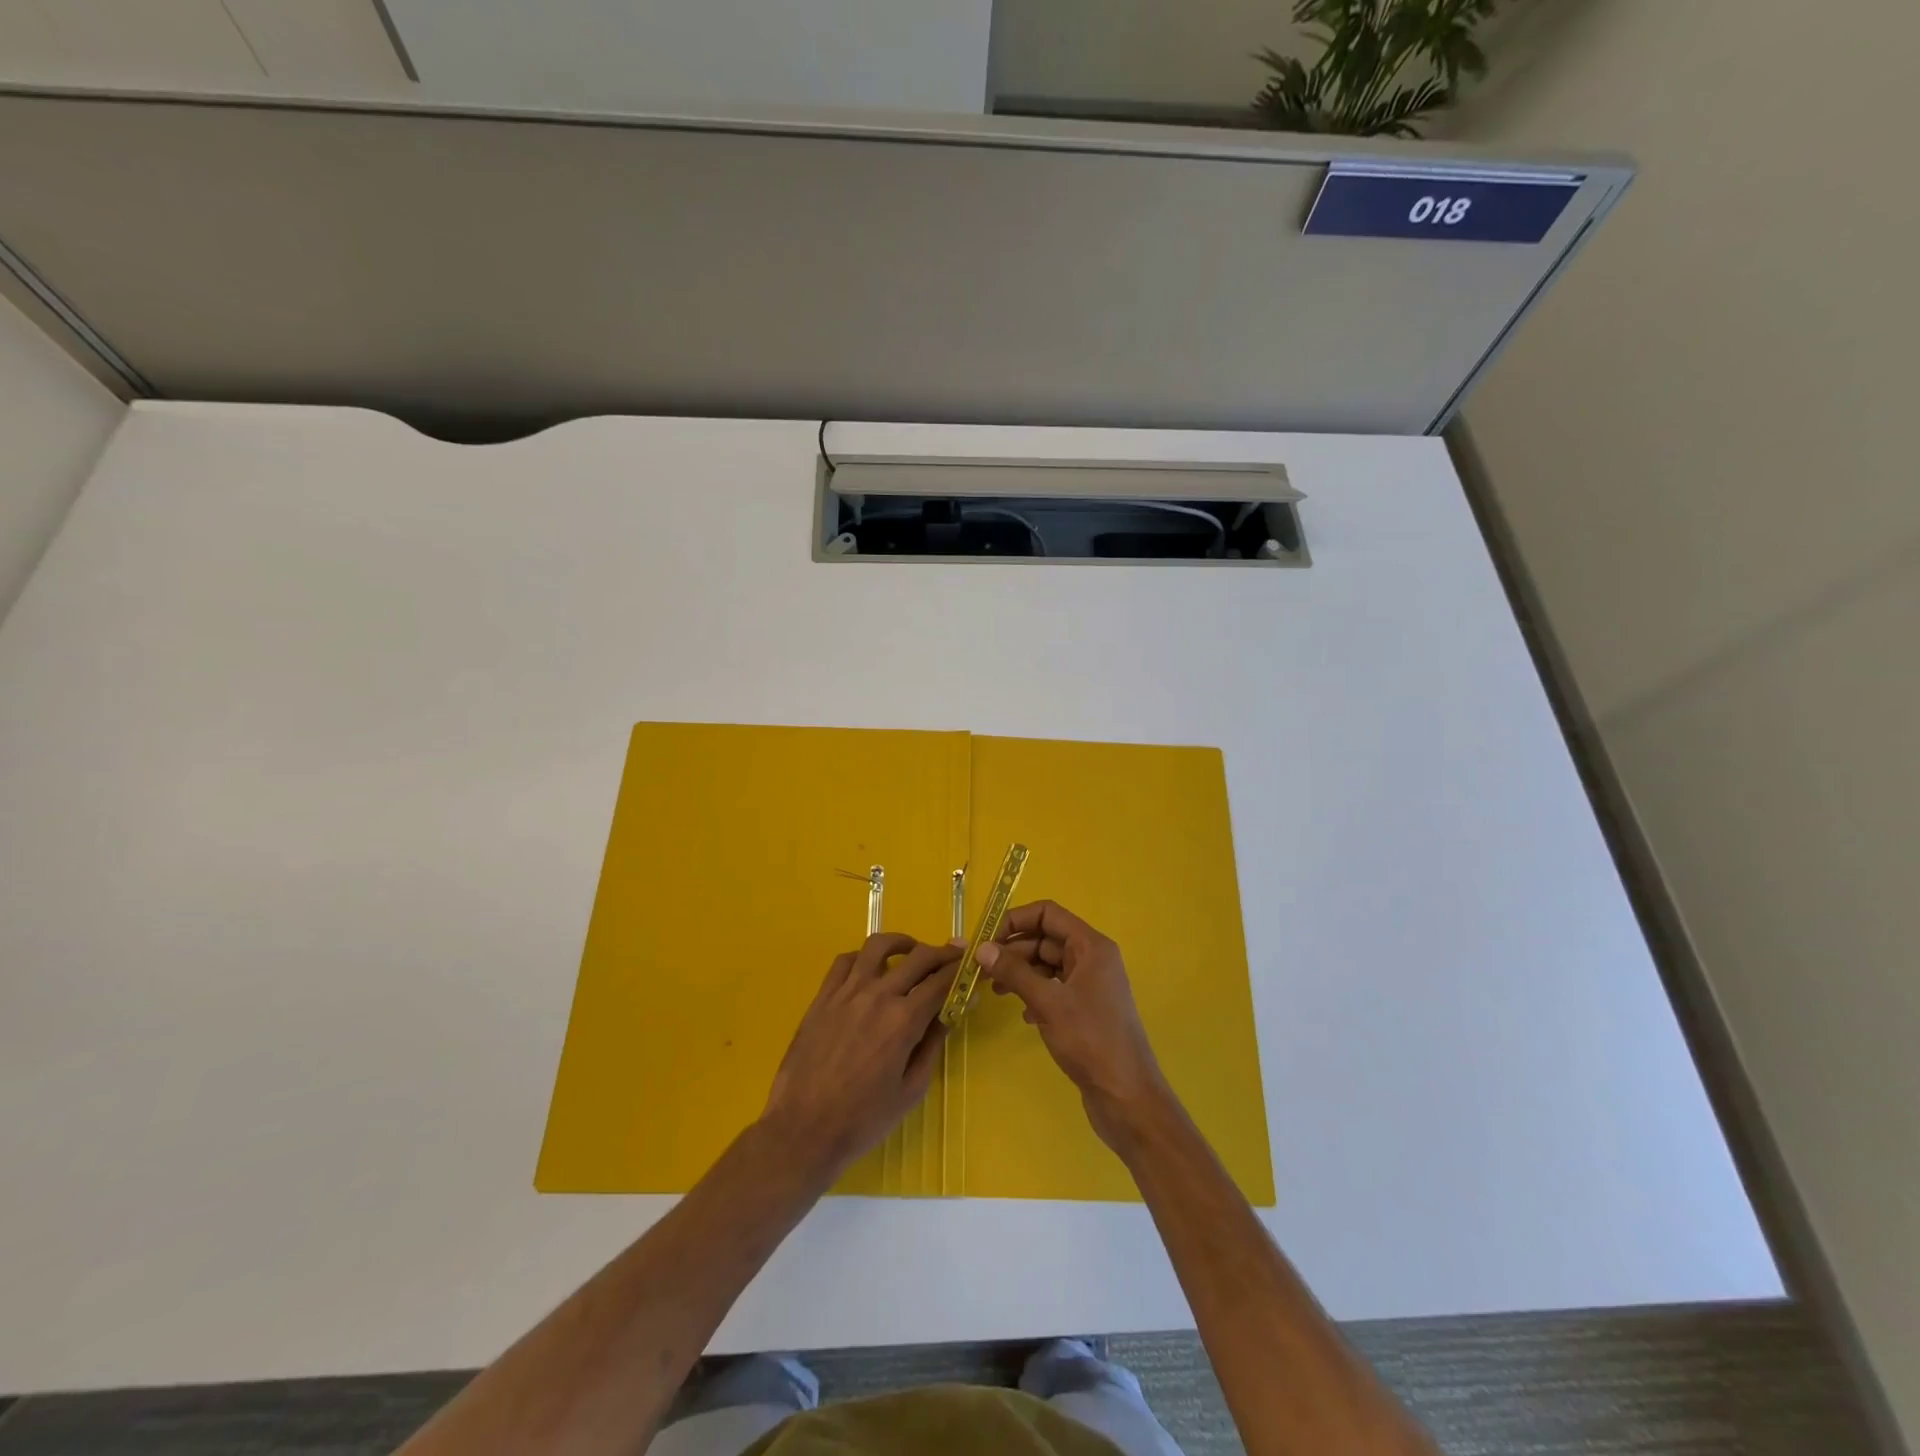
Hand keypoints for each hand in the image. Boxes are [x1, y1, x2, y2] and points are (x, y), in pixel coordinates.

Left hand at [762, 933, 959, 1181]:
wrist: (803, 1129)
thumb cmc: (863, 1119)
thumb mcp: (911, 1090)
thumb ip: (933, 1045)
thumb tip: (951, 1012)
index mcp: (903, 1020)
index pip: (941, 981)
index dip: (961, 972)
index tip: (972, 969)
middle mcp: (877, 996)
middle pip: (918, 957)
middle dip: (942, 953)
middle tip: (954, 956)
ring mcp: (846, 992)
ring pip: (879, 946)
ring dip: (903, 943)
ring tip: (913, 951)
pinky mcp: (823, 996)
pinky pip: (845, 960)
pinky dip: (864, 957)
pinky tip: (872, 968)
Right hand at [976, 901, 1170, 1153]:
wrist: (1127, 1097)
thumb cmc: (1091, 1041)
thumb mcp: (1048, 1002)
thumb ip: (1014, 972)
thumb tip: (982, 949)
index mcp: (1091, 946)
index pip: (1048, 914)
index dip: (1015, 920)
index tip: (986, 939)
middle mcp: (1093, 959)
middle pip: (1046, 939)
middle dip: (1013, 950)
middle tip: (982, 970)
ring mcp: (1090, 985)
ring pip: (1048, 965)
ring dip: (1021, 973)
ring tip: (995, 991)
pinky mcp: (1086, 1010)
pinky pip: (1054, 989)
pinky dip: (1035, 994)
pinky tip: (1023, 1015)